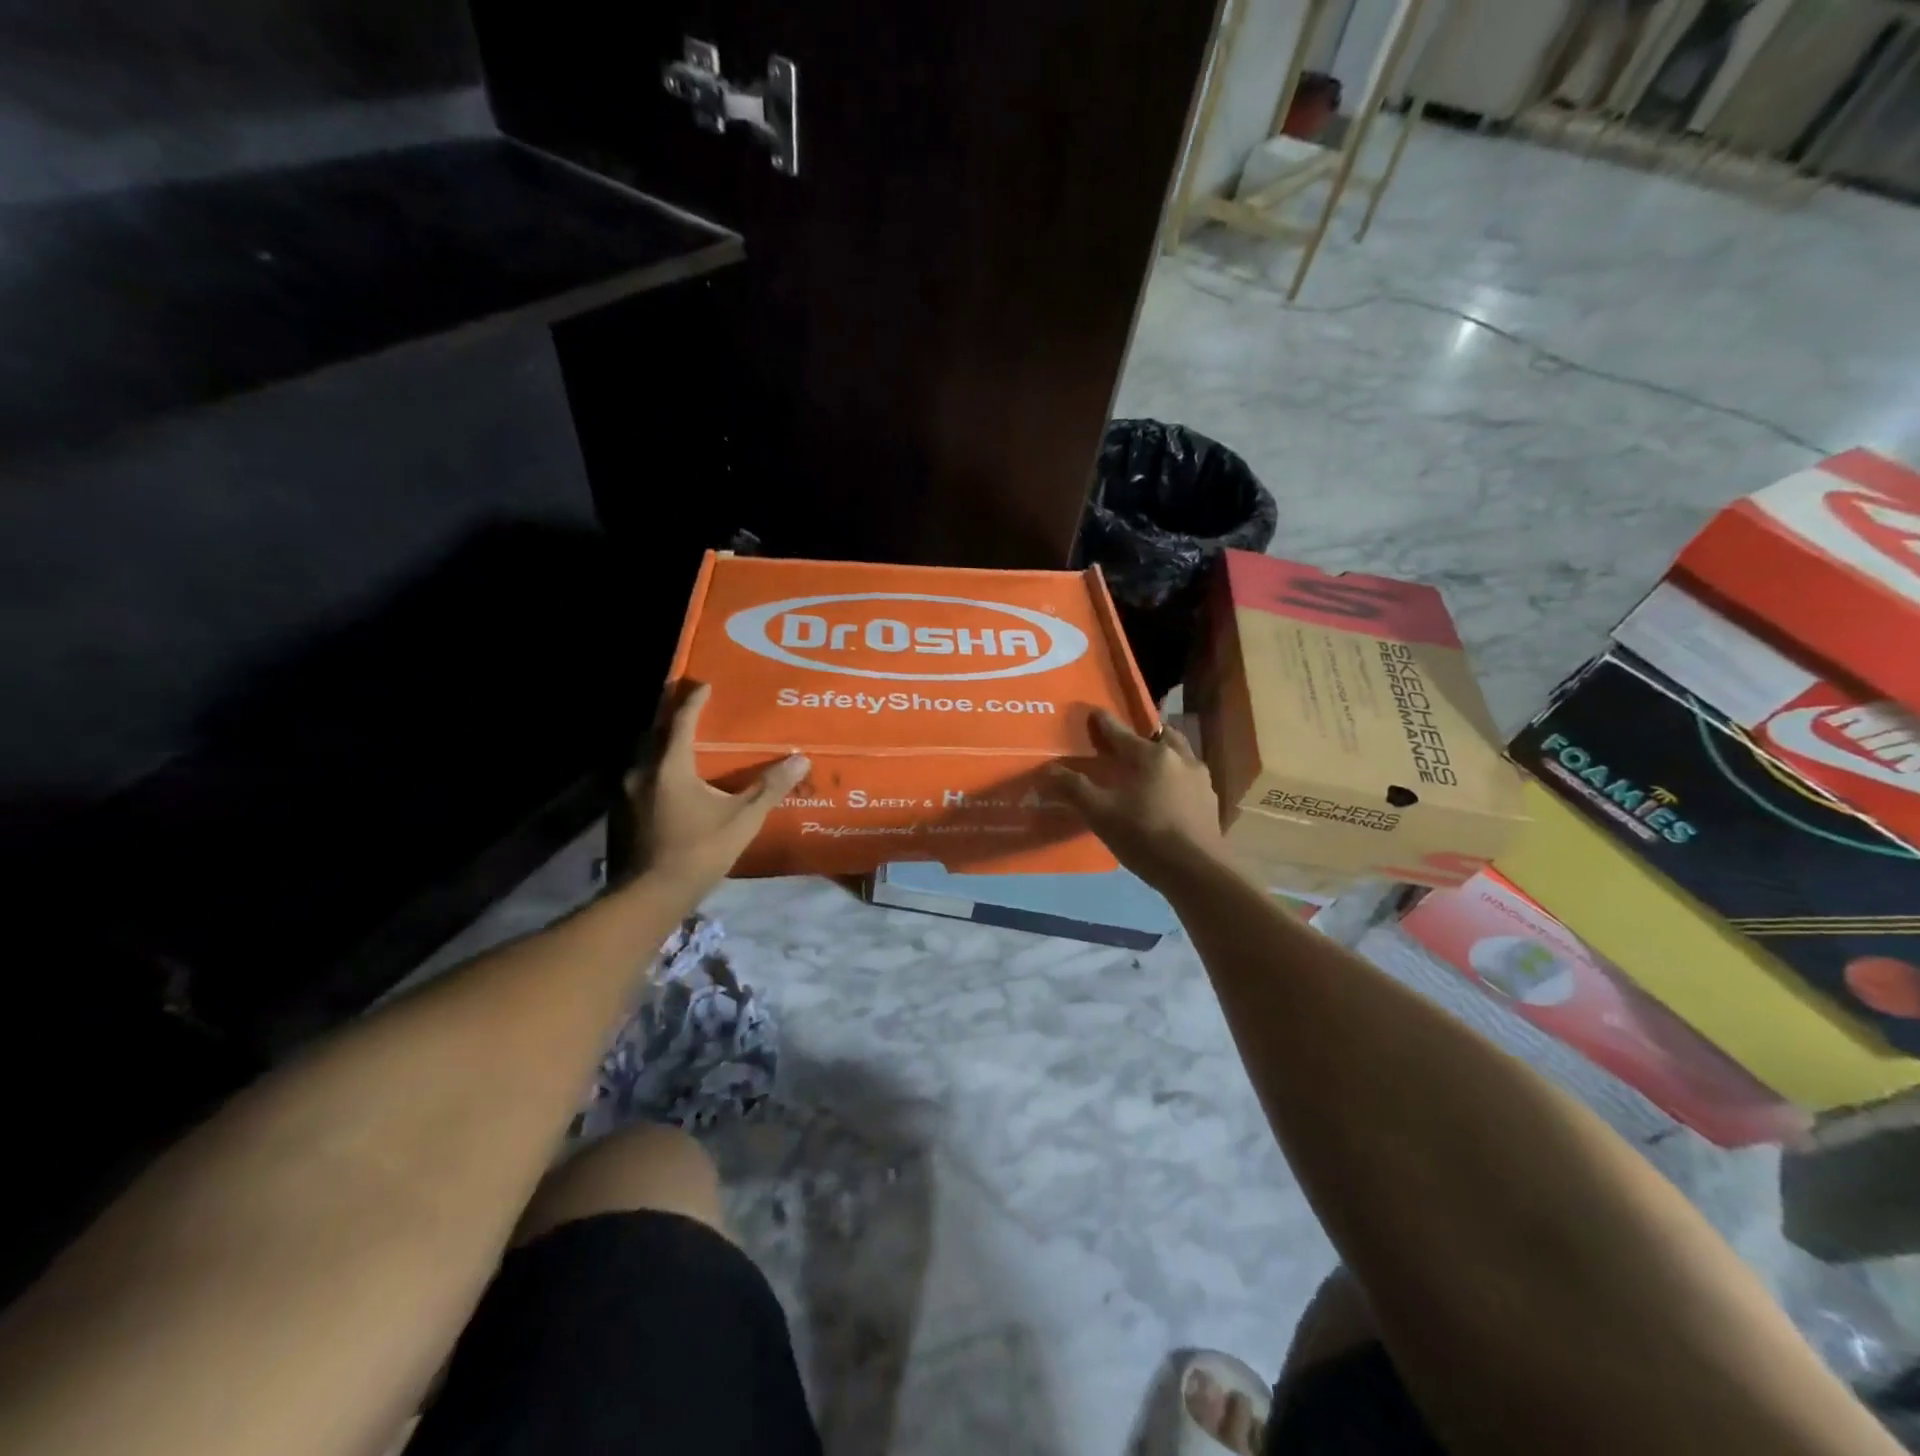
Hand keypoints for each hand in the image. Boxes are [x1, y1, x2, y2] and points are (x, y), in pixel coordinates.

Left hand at [617, 683, 808, 898]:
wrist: (651, 895)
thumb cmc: (699, 850)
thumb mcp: (742, 818)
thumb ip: (769, 788)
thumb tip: (800, 760)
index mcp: (670, 766)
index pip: (682, 720)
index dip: (694, 700)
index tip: (705, 685)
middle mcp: (642, 771)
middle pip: (656, 733)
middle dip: (673, 718)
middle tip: (693, 709)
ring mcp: (628, 793)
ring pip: (645, 756)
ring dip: (663, 745)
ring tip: (685, 743)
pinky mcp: (623, 813)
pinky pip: (642, 778)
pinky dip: (658, 769)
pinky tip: (673, 782)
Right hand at [1046, 709, 1233, 891]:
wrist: (1196, 871)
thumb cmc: (1144, 835)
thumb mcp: (1100, 813)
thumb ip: (1074, 788)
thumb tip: (1049, 770)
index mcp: (1151, 755)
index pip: (1121, 732)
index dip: (1104, 723)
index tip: (1094, 712)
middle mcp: (1180, 758)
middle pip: (1159, 736)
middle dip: (1143, 734)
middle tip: (1128, 742)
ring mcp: (1200, 780)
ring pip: (1179, 755)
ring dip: (1164, 755)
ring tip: (1149, 767)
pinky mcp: (1210, 802)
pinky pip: (1189, 779)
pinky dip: (1175, 778)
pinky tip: (1167, 794)